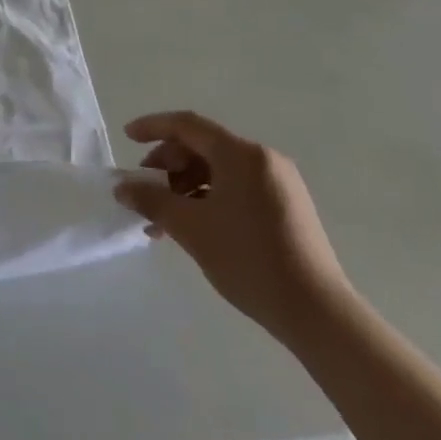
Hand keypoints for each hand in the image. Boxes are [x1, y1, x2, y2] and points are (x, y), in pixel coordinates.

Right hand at [115, 110, 352, 344]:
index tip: (127, 137)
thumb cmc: (249, 260)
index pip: (187, 125)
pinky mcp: (287, 207)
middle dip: (168, 165)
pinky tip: (194, 227)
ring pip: (219, 170)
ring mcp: (279, 183)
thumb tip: (122, 187)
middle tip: (145, 189)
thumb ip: (152, 201)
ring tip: (164, 220)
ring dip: (186, 187)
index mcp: (241, 154)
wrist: (319, 314)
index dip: (153, 127)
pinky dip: (209, 199)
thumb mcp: (191, 229)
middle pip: (203, 146)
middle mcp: (262, 159)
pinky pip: (237, 188)